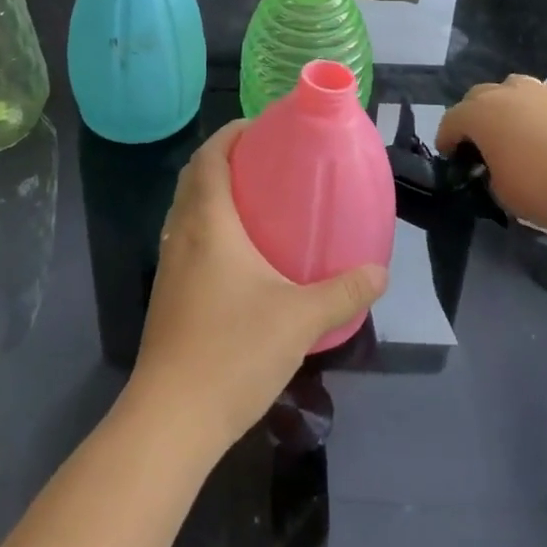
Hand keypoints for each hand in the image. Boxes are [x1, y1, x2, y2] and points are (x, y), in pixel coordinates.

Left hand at [128, 120, 388, 455]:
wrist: (171, 419)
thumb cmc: (233, 351)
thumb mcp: (300, 319)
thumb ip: (343, 292)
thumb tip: (379, 272)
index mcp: (208, 222)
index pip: (210, 157)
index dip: (231, 134)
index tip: (261, 127)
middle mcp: (181, 233)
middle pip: (195, 178)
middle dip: (225, 159)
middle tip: (266, 160)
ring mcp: (170, 265)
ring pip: (187, 209)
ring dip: (213, 193)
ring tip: (256, 201)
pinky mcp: (167, 294)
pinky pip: (186, 238)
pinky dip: (208, 226)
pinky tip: (239, 256)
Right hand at [436, 75, 546, 235]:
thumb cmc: (543, 189)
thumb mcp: (501, 192)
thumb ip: (489, 173)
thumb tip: (494, 167)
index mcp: (479, 116)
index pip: (451, 121)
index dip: (446, 140)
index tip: (451, 157)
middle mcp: (504, 93)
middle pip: (477, 97)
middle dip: (473, 117)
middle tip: (481, 143)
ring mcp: (538, 89)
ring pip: (510, 88)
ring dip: (505, 105)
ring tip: (515, 130)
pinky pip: (541, 96)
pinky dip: (536, 109)